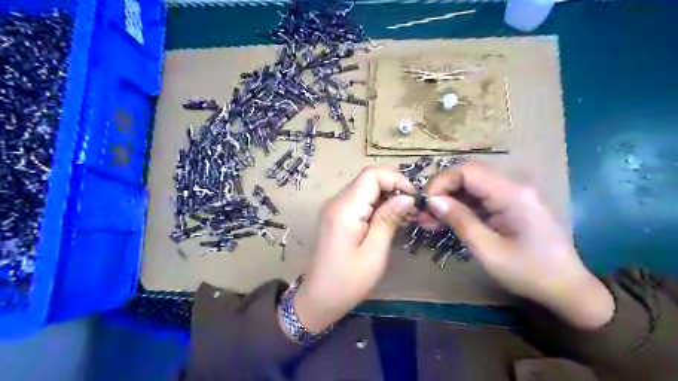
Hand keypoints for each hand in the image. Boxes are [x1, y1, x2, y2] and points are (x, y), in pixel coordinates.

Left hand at [294, 165, 415, 330]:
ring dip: (386, 197)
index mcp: (344, 209)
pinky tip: (389, 220)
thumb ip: (388, 220)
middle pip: (368, 179)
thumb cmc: (348, 281)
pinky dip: (376, 205)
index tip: (413, 198)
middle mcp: (336, 201)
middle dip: (393, 188)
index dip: (396, 179)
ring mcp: (334, 208)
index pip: (371, 175)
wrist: (319, 297)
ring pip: (365, 189)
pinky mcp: (336, 215)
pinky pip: (359, 201)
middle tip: (413, 209)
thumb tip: (406, 197)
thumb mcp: (374, 252)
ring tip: (405, 216)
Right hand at [420, 163, 615, 328]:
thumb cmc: (528, 272)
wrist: (567, 289)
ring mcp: (514, 194)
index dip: (441, 182)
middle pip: (469, 175)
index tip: (426, 204)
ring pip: (472, 186)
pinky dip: (462, 207)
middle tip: (424, 212)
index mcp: (512, 194)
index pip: (468, 171)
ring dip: (450, 199)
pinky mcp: (512, 204)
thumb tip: (432, 201)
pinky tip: (447, 221)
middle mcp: (514, 186)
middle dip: (443, 190)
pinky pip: (481, 198)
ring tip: (429, 220)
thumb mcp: (488, 250)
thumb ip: (460, 220)